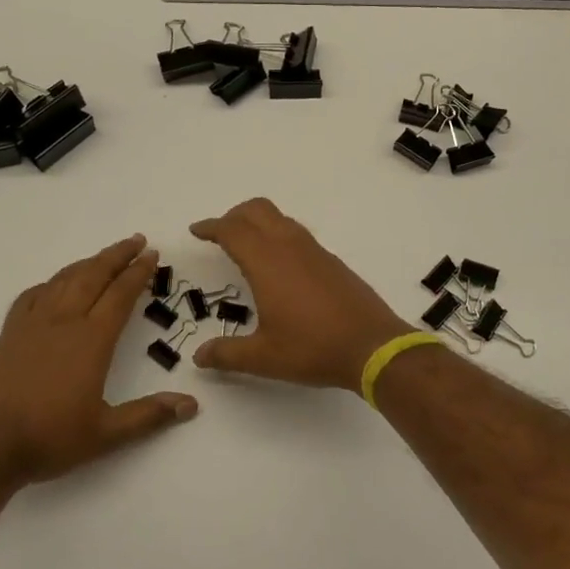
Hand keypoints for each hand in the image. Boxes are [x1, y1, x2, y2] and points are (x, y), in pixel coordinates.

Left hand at [0, 235, 197, 485]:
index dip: (138, 273)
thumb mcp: (106, 434)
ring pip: (64, 280)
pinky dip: (49, 284)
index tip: (152, 254)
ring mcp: (32, 325)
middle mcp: (63, 322)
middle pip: (94, 276)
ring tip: (103, 256)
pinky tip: (53, 286)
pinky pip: (32, 296)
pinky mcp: (8, 334)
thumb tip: (191, 405)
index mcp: (91, 340)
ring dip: (87, 263)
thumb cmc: (49, 438)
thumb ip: (149, 415)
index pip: (121, 295)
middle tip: (136, 240)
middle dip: (117, 255)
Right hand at [189, 198, 412, 390]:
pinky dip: (279, 236)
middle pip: (257, 210)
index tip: (197, 231)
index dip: (211, 227)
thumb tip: (200, 356)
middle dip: (234, 216)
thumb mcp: (264, 357)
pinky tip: (280, 266)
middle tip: (219, 235)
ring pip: (280, 218)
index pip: (232, 230)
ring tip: (246, 246)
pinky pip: (298, 234)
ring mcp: (314, 251)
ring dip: (258, 223)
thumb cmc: (313, 348)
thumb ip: (227, 354)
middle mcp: (290, 247)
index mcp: (267, 262)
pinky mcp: (331, 261)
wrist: (372, 346)